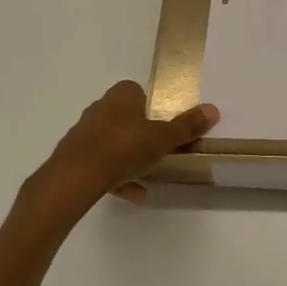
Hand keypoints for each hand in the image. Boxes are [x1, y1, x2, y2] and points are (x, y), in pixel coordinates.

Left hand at [28, 81, 219, 214]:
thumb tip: (213, 109)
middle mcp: (100, 108)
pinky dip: (115, 177)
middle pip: (124, 116)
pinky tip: (132, 194)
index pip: (136, 91)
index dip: (150, 105)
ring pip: (112, 142)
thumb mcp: (163, 139)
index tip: (162, 124)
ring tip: (147, 178)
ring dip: (128, 158)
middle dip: (139, 133)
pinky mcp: (73, 157)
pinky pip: (100, 164)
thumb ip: (187, 126)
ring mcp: (84, 133)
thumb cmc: (123, 148)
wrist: (75, 177)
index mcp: (121, 96)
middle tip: (157, 149)